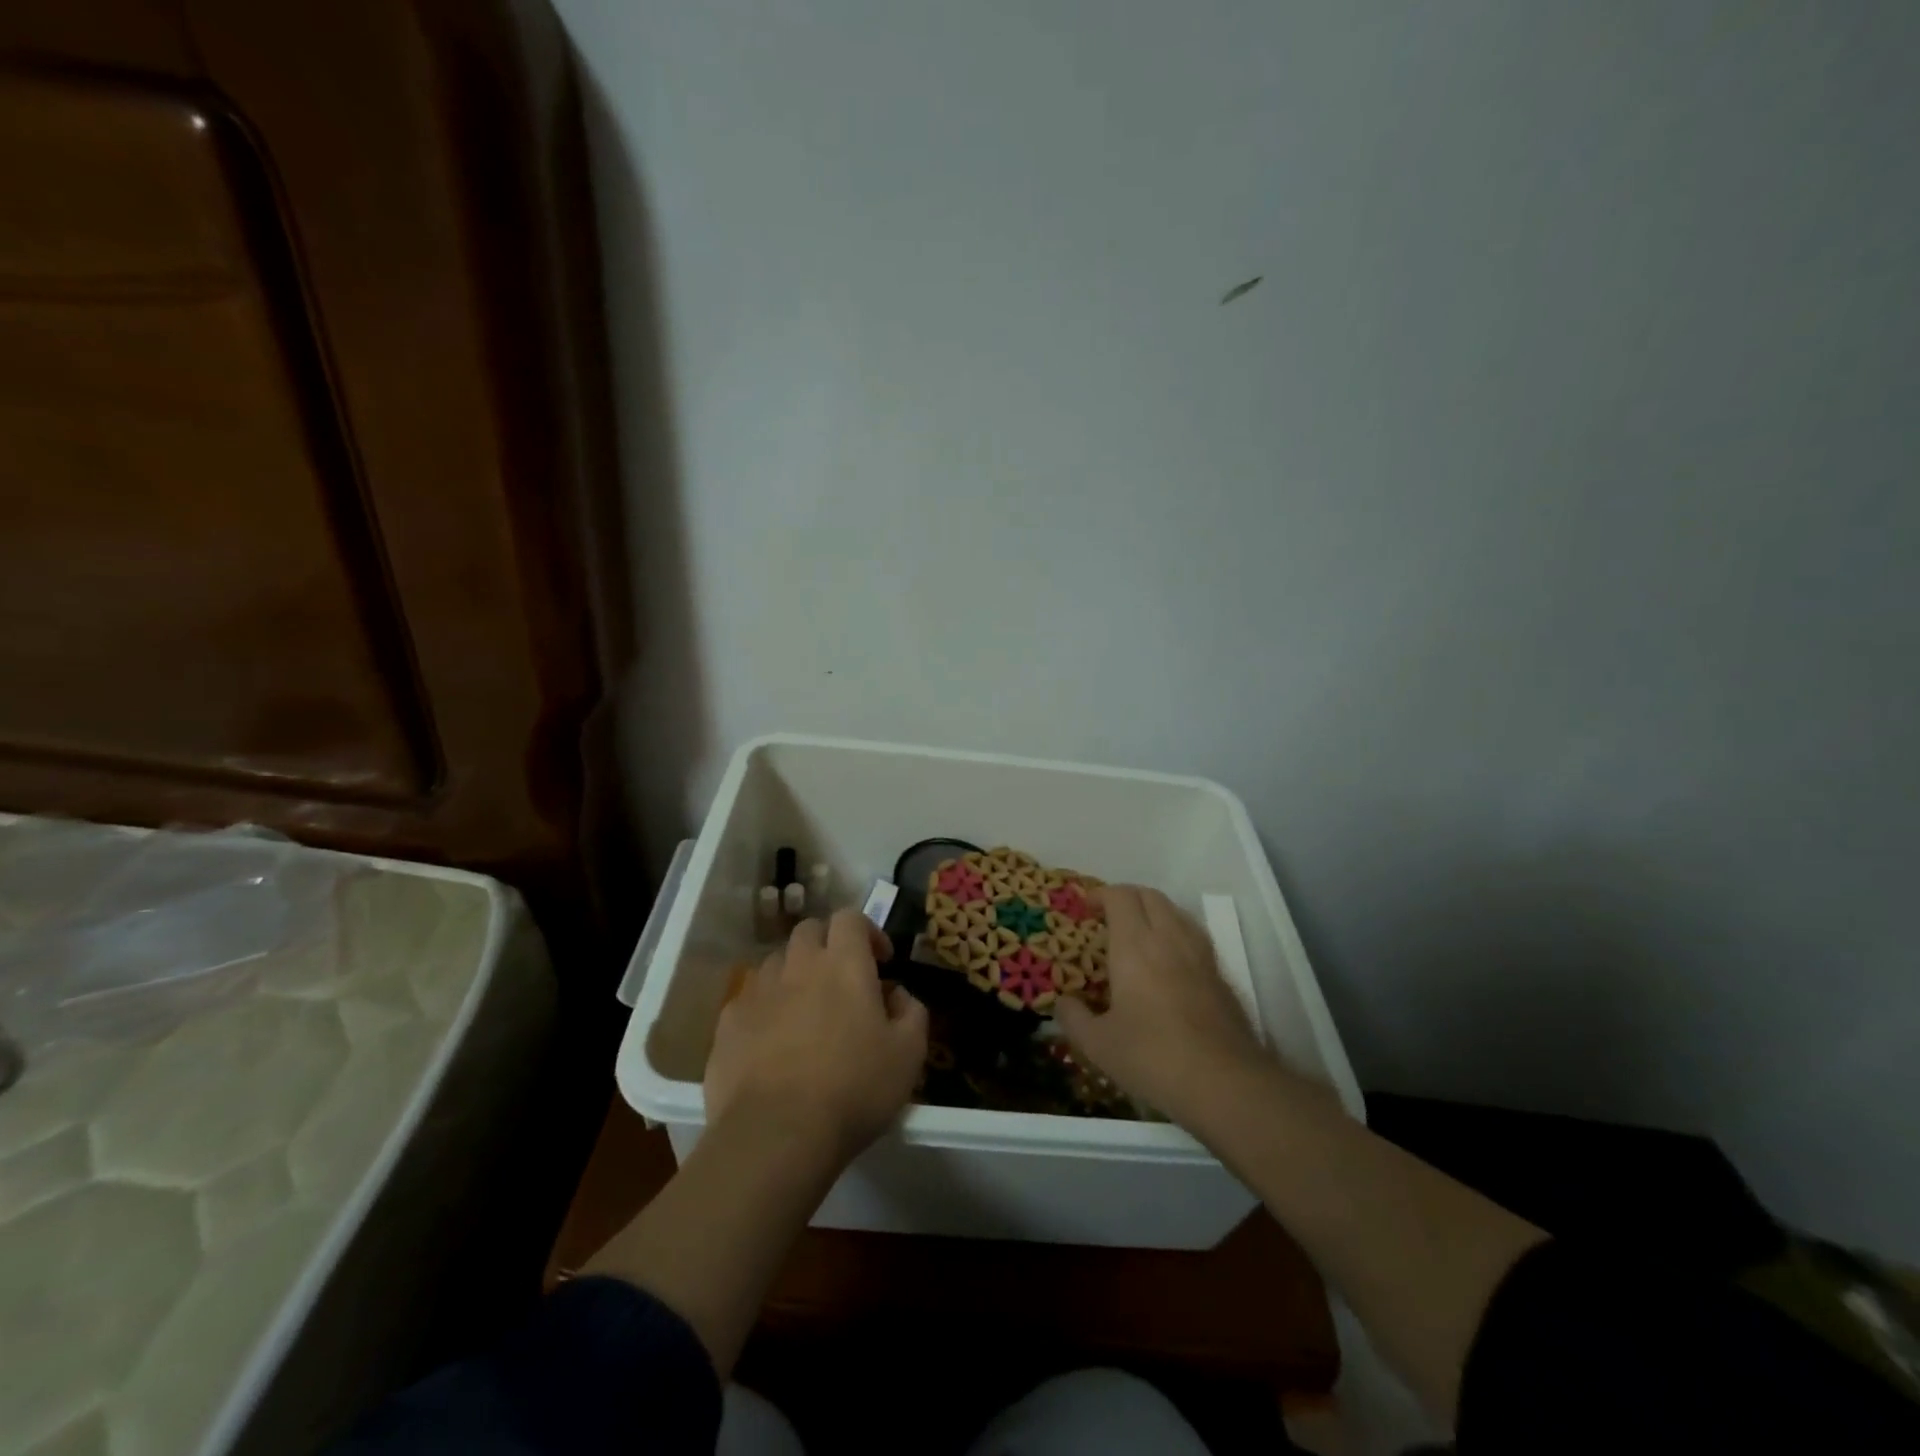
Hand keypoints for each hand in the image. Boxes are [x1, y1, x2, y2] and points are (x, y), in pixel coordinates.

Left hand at [705, 908, 928, 1166]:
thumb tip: (898, 994)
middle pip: (810, 931)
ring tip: (806, 1011)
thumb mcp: (909, 1055)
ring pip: (778, 962)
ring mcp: (758, 991)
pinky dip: (766, 1008)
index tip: (881, 961)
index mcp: (843, 963)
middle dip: (828, 945)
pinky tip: (773, 1042)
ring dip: (795, 974)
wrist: (776, 1135)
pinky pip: (750, 999)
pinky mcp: (728, 1023)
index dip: (867, 931)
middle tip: (842, 980)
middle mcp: (798, 964)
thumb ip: (912, 1012)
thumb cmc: (853, 1089)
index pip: (850, 917)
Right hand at [1055, 885, 1266, 1123]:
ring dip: (1154, 911)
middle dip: (1127, 897)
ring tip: (1138, 933)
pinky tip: (1169, 962)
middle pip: (1150, 896)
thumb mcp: (1098, 1045)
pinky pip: (1194, 936)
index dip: (1100, 895)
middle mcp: (1169, 939)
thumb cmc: (1153, 1057)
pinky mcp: (1220, 975)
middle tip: (1108, 916)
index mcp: (1134, 945)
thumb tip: (1062, 1002)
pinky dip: (1175, 934)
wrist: (1225, 1083)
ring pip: (1176, 911)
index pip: (1120, 897)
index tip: (1085, 908)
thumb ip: (1074, 1019)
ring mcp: (1200, 954)